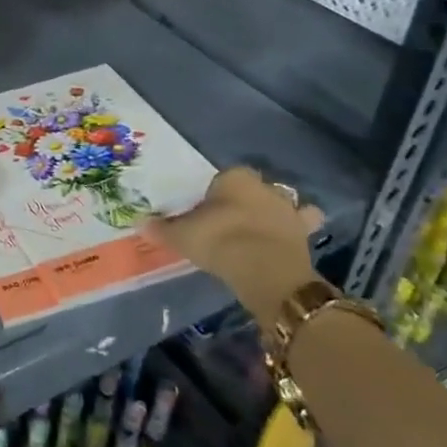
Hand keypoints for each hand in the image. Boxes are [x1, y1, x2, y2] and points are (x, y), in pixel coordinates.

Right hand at [146, 166, 323, 322]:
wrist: (264, 270)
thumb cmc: (219, 241)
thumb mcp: (182, 236)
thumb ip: (163, 229)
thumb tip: (141, 223)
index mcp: (234, 178)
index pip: (223, 177)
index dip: (215, 192)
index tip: (207, 208)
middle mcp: (264, 186)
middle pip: (254, 187)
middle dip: (248, 198)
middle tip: (233, 218)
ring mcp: (288, 208)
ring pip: (284, 201)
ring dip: (278, 210)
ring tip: (264, 227)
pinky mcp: (304, 232)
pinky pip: (303, 225)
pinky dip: (299, 230)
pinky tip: (288, 239)